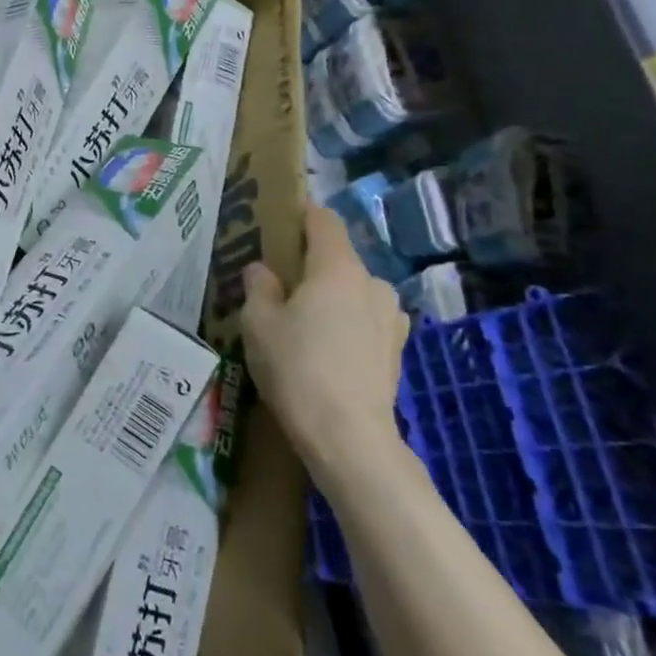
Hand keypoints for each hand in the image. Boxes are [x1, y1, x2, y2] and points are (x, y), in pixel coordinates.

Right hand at [242, 202, 409, 484]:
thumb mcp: (258, 323)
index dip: (301, 216)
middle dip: (310, 267)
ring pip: (353, 292)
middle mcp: (372, 283)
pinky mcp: (397, 350)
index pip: (324, 220)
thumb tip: (264, 271)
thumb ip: (259, 287)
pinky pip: (365, 321)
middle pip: (338, 259)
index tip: (278, 226)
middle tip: (280, 289)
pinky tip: (326, 353)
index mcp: (338, 268)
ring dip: (331, 299)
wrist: (350, 438)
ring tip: (303, 326)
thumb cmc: (297, 369)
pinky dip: (346, 325)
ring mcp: (391, 318)